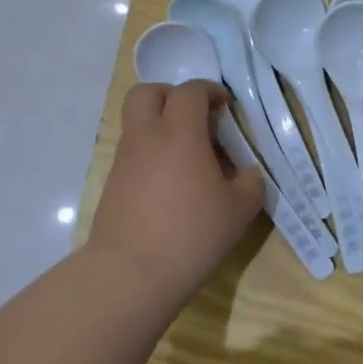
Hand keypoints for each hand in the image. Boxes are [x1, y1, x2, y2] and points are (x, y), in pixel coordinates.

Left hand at [90, 81, 263, 294]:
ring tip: (189, 159)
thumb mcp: (240, 210)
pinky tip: (172, 186)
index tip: (225, 107)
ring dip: (161, 127)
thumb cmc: (192, 233)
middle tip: (195, 118)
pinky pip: (132, 153)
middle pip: (147, 93)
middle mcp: (146, 138)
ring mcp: (124, 161)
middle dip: (171, 95)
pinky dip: (152, 155)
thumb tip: (244, 172)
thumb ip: (249, 182)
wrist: (131, 273)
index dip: (209, 91)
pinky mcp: (112, 185)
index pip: (190, 91)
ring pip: (136, 123)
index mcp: (180, 134)